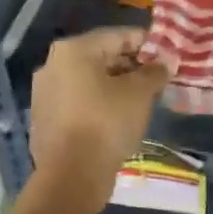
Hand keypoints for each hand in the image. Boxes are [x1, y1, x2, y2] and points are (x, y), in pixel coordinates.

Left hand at [29, 27, 168, 209]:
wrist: (71, 177)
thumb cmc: (106, 123)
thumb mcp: (139, 93)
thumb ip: (154, 72)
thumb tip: (167, 61)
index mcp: (74, 49)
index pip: (118, 36)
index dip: (147, 44)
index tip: (167, 55)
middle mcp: (53, 64)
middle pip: (101, 57)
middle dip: (131, 66)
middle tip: (157, 79)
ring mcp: (45, 92)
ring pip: (89, 81)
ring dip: (116, 86)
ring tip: (142, 99)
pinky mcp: (45, 118)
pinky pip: (79, 101)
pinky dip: (99, 103)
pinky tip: (119, 118)